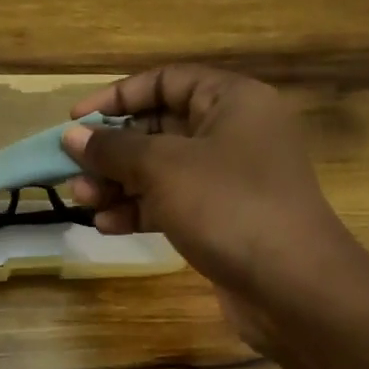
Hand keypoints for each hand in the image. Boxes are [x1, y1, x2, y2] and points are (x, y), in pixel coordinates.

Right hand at [61, 67, 364, 349]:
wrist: (295, 288)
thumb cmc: (229, 206)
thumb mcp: (163, 168)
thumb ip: (113, 148)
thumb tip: (72, 136)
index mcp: (232, 101)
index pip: (165, 81)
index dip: (117, 97)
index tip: (77, 120)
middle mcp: (234, 133)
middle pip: (159, 128)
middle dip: (113, 150)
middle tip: (73, 170)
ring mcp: (231, 178)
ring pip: (162, 169)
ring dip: (119, 183)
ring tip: (83, 201)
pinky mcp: (225, 217)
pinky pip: (174, 202)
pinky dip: (141, 210)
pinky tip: (107, 226)